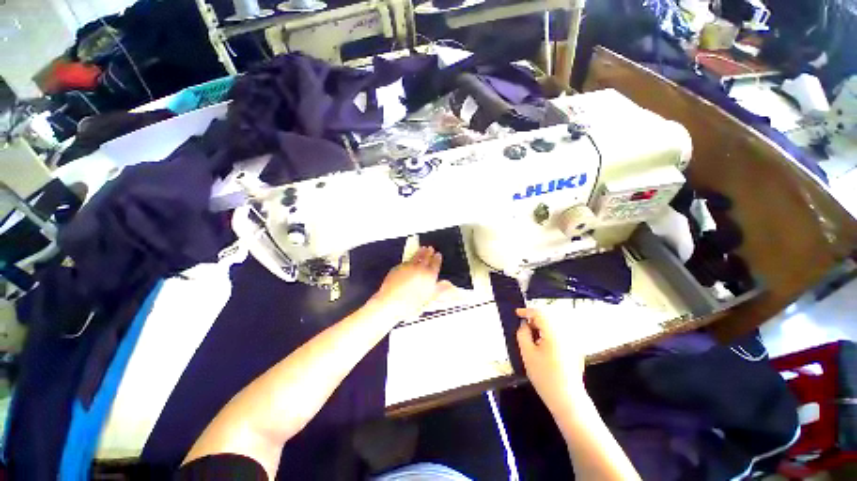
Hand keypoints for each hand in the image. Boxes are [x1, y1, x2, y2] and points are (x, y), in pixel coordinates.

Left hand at [373, 247, 453, 319]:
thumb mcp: (429, 298)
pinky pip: (406, 261)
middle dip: (429, 252)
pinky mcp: (398, 267)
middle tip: (430, 248)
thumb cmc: (411, 304)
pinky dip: (410, 260)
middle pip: (426, 257)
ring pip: (416, 256)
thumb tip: (449, 287)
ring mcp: (408, 266)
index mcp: (430, 275)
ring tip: (422, 249)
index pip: (436, 263)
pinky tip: (410, 261)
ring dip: (421, 252)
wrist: (391, 302)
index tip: (438, 254)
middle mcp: (420, 268)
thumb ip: (440, 290)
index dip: (437, 258)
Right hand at [516, 308, 585, 411]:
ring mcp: (573, 341)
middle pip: (549, 317)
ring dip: (542, 326)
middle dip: (535, 318)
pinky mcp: (575, 349)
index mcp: (554, 333)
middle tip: (524, 327)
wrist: (567, 399)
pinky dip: (550, 333)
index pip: (539, 313)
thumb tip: (524, 325)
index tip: (517, 313)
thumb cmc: (545, 376)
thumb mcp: (527, 354)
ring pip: (555, 325)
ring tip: (532, 336)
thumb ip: (522, 334)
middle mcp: (566, 333)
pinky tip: (544, 345)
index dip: (526, 311)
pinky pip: (561, 334)